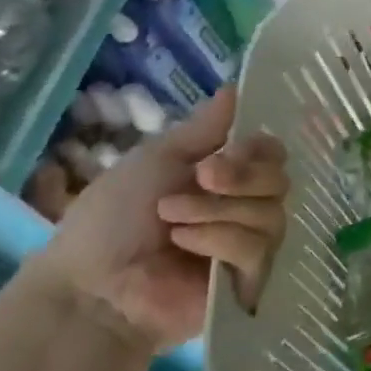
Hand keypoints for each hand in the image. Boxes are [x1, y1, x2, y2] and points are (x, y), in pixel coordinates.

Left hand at [31, 88, 288, 349]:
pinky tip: (184, 245)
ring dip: (217, 211)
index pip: (274, 155)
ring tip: (173, 222)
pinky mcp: (250, 280)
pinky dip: (218, 239)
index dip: (257, 150)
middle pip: (280, 181)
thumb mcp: (157, 160)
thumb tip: (236, 87)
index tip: (223, 152)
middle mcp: (247, 210)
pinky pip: (257, 248)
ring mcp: (251, 246)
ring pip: (270, 213)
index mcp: (228, 180)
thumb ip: (204, 129)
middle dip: (239, 177)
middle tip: (200, 179)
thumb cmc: (112, 220)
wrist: (90, 284)